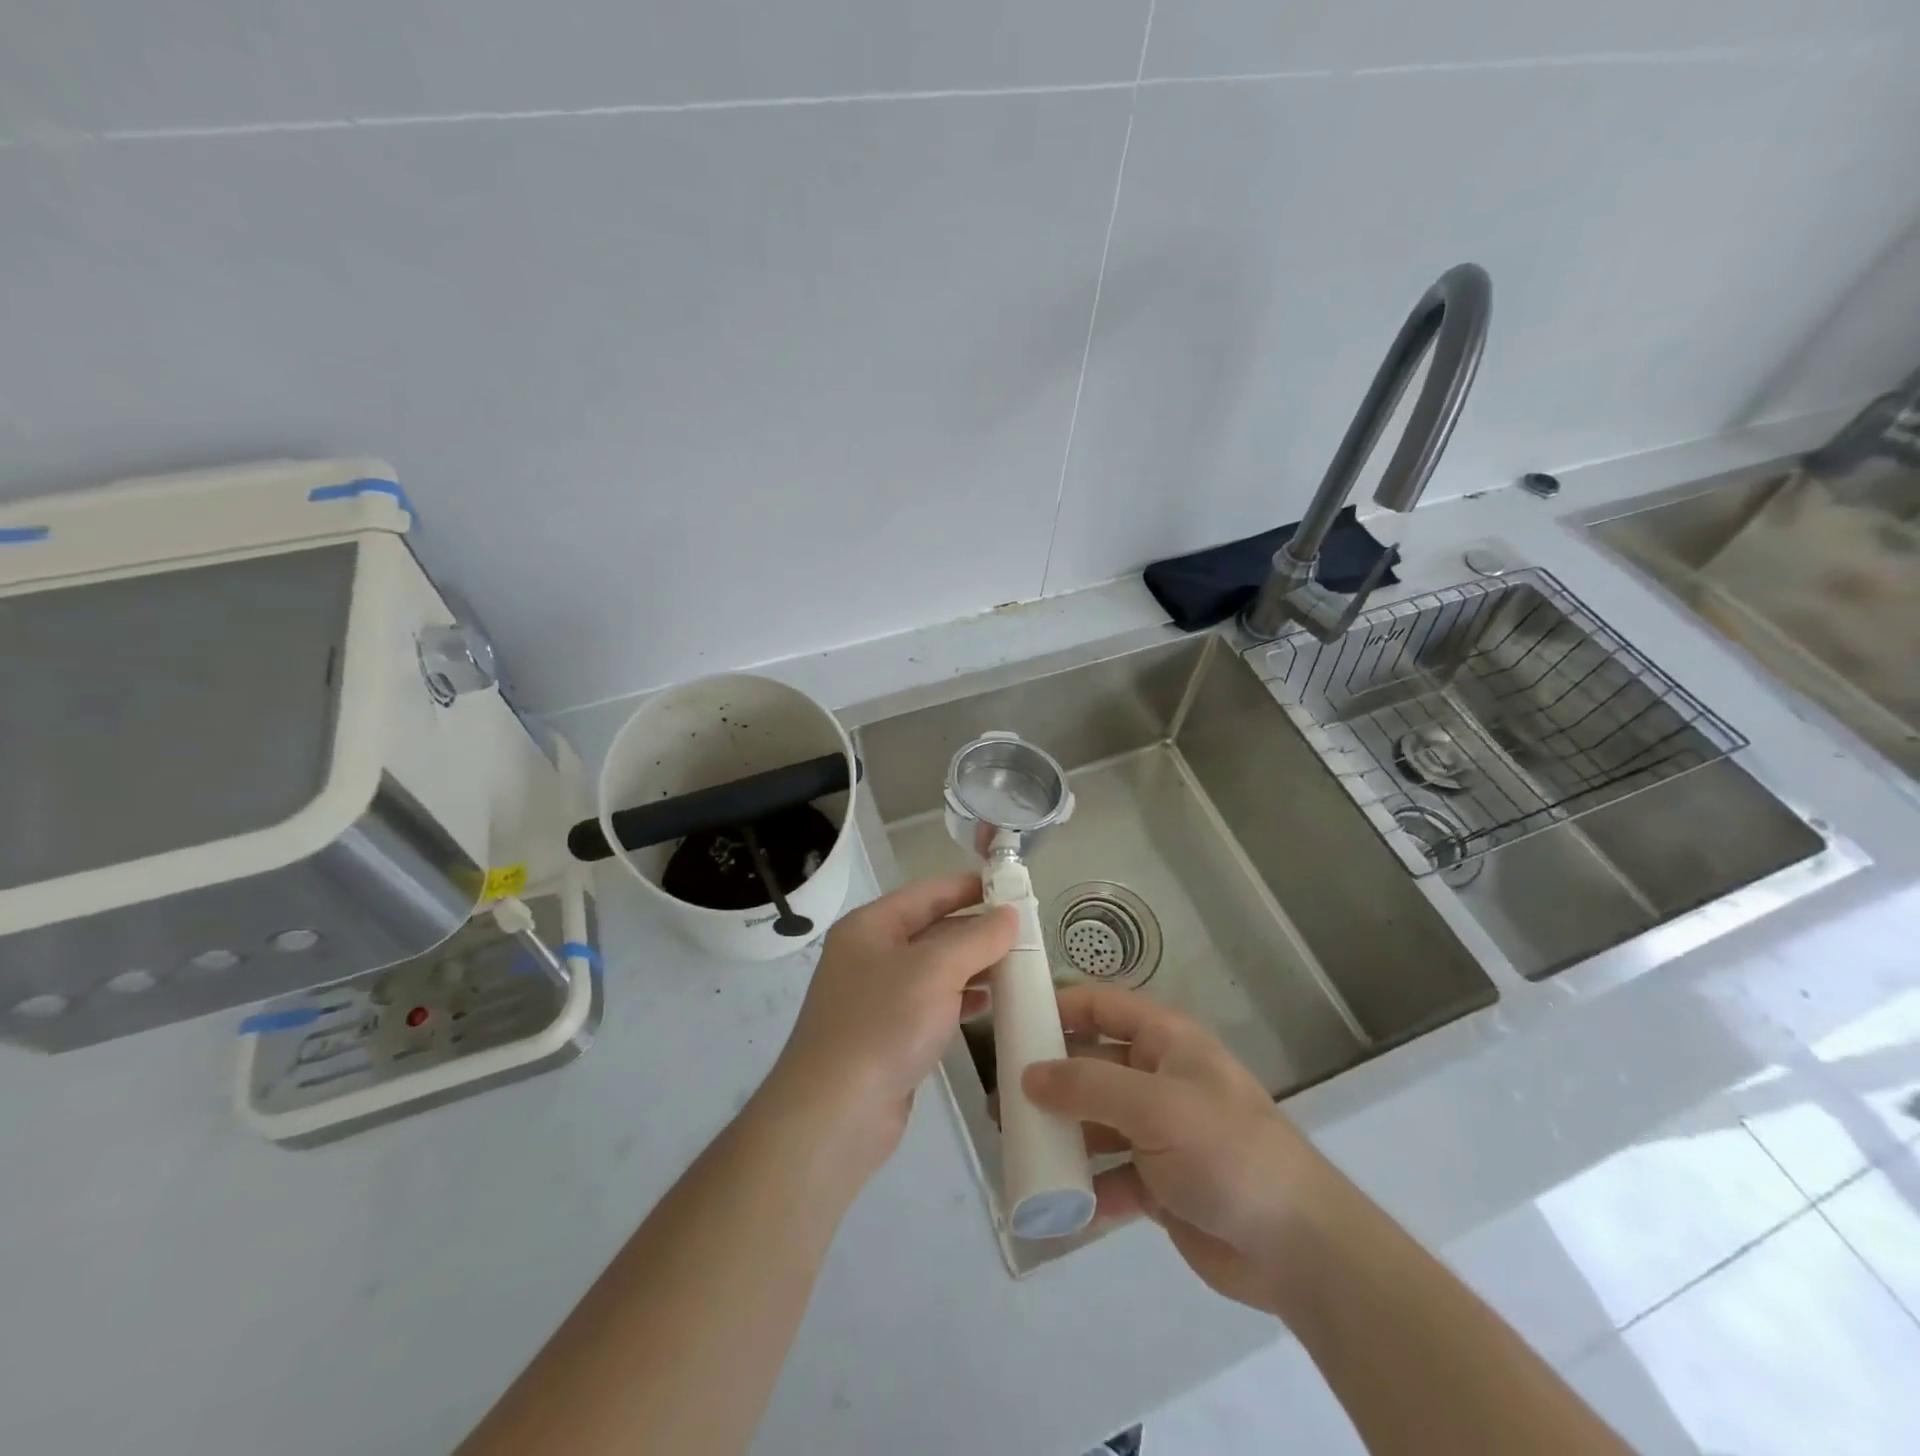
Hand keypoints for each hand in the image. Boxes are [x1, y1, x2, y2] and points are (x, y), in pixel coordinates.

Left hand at [768, 874, 1015, 1178]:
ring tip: (1019, 966)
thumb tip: (1010, 913)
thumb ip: (977, 938)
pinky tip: (990, 1005)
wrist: (835, 1115)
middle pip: (932, 930)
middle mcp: (871, 954)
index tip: (1012, 887)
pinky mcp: (888, 1035)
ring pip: (935, 969)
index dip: (968, 887)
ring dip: (974, 966)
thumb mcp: (935, 970)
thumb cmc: (883, 1024)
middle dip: (977, 930)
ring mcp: (878, 997)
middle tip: (1026, 932)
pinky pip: (932, 1004)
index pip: (927, 893)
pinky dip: (961, 999)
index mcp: (871, 926)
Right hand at [1022, 984, 1334, 1315]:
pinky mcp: (1159, 1183)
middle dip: (1049, 1078)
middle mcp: (1158, 1078)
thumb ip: (1087, 1086)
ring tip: (1014, 1147)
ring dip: (1060, 1134)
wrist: (1297, 1247)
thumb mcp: (1154, 1106)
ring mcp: (1158, 1132)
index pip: (1101, 1005)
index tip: (1011, 1021)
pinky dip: (1083, 1188)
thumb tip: (1027, 1075)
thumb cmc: (1226, 1151)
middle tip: (1001, 1097)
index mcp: (1164, 1041)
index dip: (1059, 1006)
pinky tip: (1050, 1203)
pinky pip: (1108, 1175)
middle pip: (1092, 1065)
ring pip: (1095, 1122)